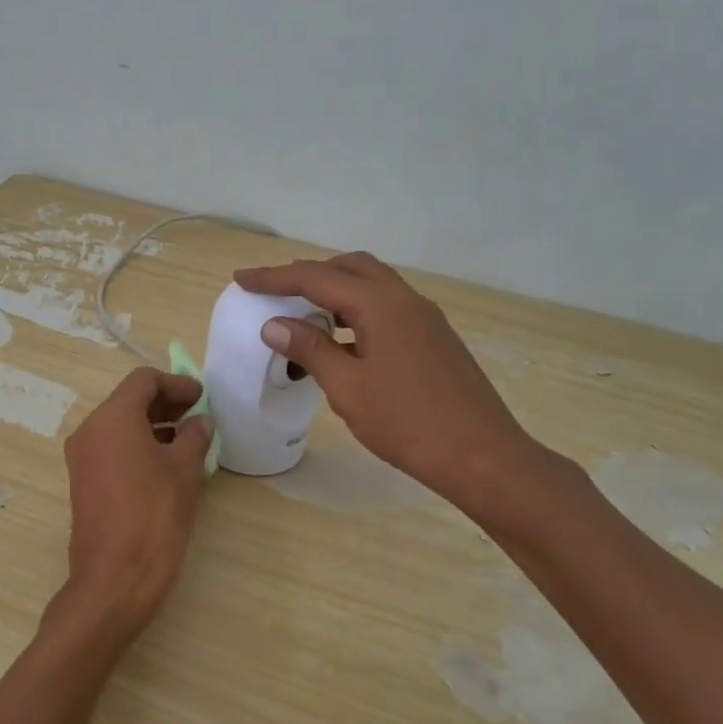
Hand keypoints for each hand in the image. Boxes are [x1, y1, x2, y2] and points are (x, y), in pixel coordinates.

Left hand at [48, 367, 212, 646]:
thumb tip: (200, 422)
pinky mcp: (83, 482)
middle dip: (165, 403)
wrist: (115, 578)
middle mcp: (90, 430)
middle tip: (198, 416)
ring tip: (188, 441)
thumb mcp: (183, 471)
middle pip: (129, 401)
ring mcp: (82, 458)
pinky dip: (137, 445)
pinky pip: (111, 449)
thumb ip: (194, 437)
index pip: (143, 381)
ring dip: (153, 425)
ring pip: (119, 426)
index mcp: (112, 418)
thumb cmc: (154, 516)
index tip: (202, 397)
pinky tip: (166, 464)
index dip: (176, 383)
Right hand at [234, 253, 544, 515]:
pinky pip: (388, 308)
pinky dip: (357, 311)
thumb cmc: (407, 423)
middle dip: (310, 273)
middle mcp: (406, 300)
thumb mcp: (348, 387)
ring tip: (305, 314)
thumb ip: (310, 350)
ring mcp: (425, 318)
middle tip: (276, 291)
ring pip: (373, 286)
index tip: (242, 278)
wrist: (481, 455)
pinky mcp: (434, 338)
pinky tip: (343, 342)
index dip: (275, 277)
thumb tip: (275, 325)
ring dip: (336, 291)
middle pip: (351, 268)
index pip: (317, 277)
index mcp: (381, 305)